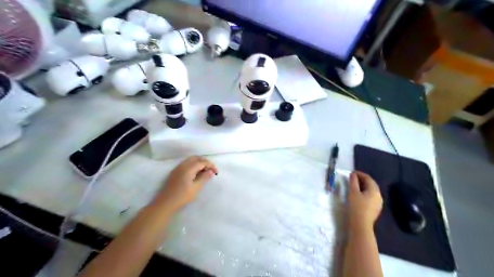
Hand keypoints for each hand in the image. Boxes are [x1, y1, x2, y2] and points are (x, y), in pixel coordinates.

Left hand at [153, 156, 217, 213]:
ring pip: (191, 160)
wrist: (165, 203)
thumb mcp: (196, 188)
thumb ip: (204, 178)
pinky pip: (186, 163)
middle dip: (205, 162)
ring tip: (205, 172)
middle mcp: (183, 165)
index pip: (202, 162)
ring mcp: (178, 168)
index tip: (216, 173)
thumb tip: (211, 171)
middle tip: (211, 170)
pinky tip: (196, 173)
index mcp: (188, 168)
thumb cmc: (182, 196)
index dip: (211, 165)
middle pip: (196, 158)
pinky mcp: (175, 171)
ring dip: (199, 163)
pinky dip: (193, 165)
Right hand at [347, 171, 380, 231]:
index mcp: (374, 190)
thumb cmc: (357, 207)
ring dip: (363, 186)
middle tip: (352, 178)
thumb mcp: (353, 192)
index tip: (351, 173)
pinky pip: (370, 197)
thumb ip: (353, 182)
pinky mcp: (375, 208)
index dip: (360, 174)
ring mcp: (378, 203)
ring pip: (371, 191)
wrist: (361, 224)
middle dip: (362, 180)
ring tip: (354, 186)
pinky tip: (358, 195)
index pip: (368, 178)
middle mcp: (379, 195)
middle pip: (371, 184)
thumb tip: (353, 174)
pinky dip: (364, 193)